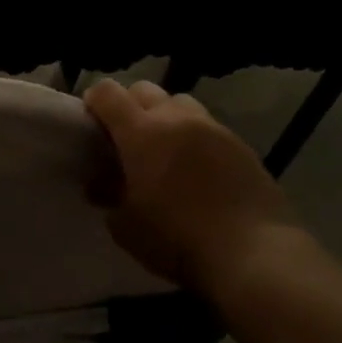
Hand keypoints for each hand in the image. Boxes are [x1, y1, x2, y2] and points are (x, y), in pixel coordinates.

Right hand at [84, 80, 304, 298]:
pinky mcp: (241, 145)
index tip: (90, 125)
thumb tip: (102, 184)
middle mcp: (177, 119)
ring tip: (163, 151)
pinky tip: (195, 170)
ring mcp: (214, 129)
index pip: (107, 93)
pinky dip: (193, 138)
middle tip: (125, 139)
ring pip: (180, 104)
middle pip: (145, 90)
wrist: (252, 252)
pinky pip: (208, 127)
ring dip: (164, 117)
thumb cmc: (175, 238)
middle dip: (128, 106)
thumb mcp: (125, 224)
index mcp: (141, 133)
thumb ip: (109, 195)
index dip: (93, 102)